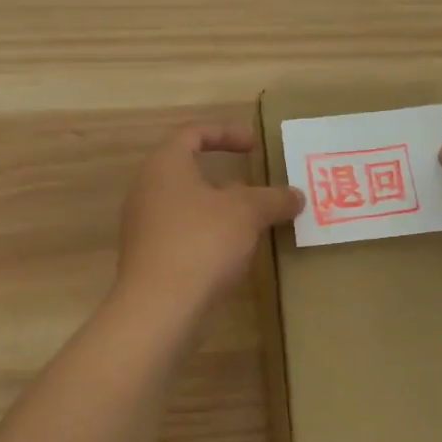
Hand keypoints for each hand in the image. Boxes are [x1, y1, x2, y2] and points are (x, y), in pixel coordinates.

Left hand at [116, 123, 303, 314]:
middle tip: (258, 187)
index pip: (193, 133)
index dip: (226, 133)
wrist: (160, 308)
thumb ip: (273, 198)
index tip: (255, 146)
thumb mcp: (247, 213)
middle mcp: (147, 190)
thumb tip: (296, 195)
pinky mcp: (150, 258)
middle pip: (188, 170)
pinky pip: (184, 234)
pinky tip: (233, 253)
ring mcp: (144, 227)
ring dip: (220, 209)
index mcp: (165, 166)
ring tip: (253, 222)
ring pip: (188, 205)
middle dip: (227, 176)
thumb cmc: (202, 243)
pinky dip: (209, 235)